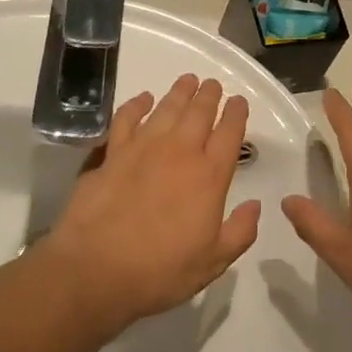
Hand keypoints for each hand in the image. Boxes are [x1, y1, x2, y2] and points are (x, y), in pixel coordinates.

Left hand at [44, 74, 260, 337]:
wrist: (96, 270)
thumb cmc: (160, 271)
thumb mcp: (212, 263)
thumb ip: (240, 232)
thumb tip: (255, 205)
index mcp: (209, 176)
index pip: (229, 134)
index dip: (236, 113)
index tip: (239, 101)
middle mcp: (180, 152)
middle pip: (199, 112)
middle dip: (209, 95)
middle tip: (213, 84)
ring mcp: (143, 148)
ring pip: (167, 108)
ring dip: (180, 92)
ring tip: (188, 80)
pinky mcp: (112, 153)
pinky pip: (126, 119)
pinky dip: (136, 105)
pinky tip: (143, 99)